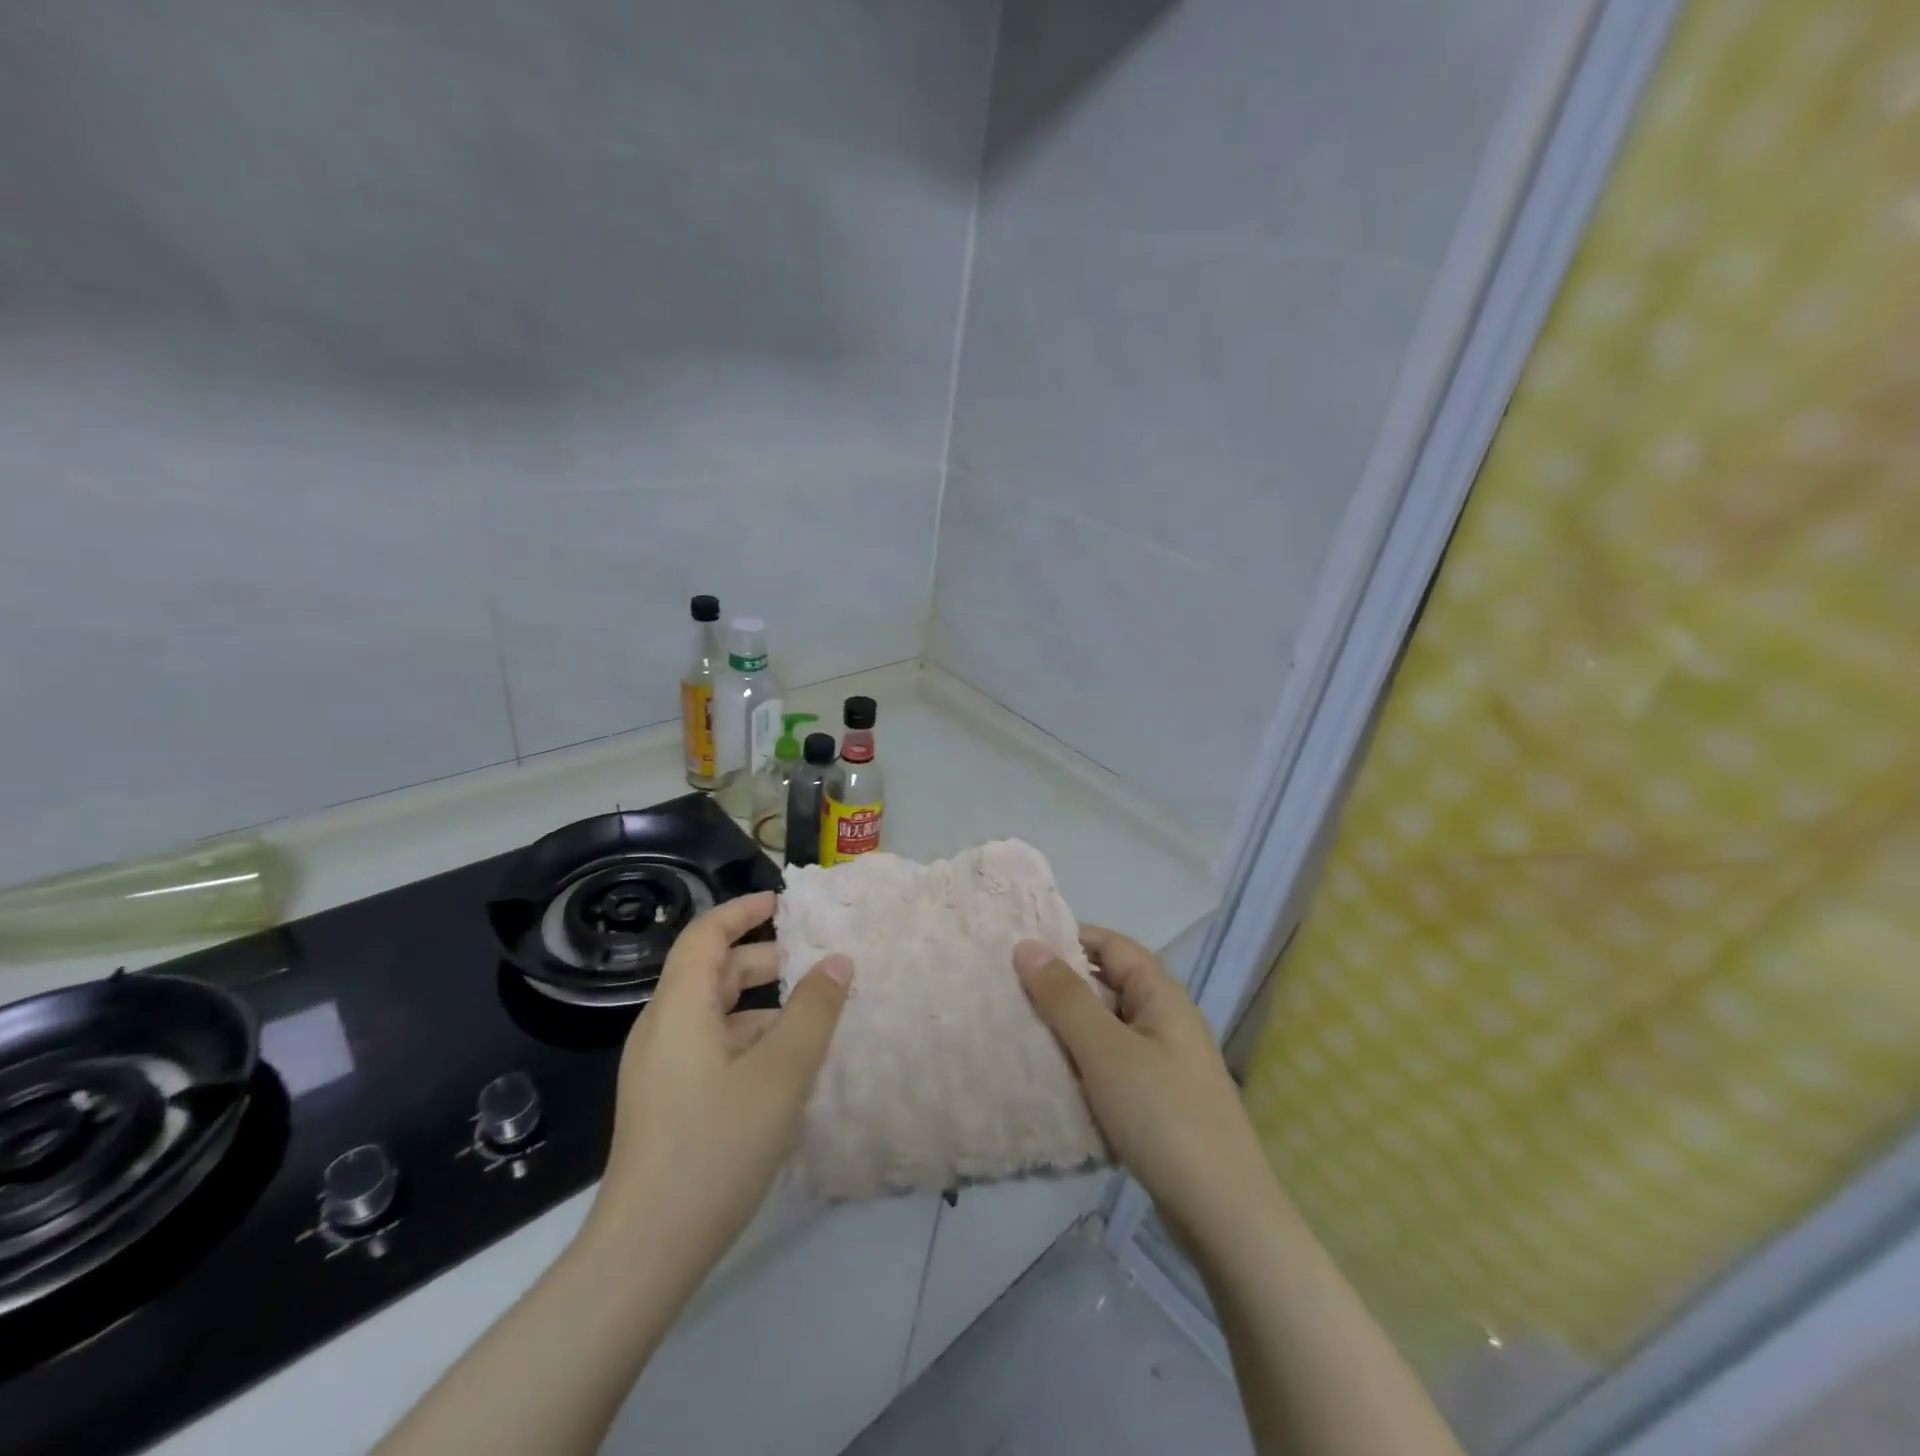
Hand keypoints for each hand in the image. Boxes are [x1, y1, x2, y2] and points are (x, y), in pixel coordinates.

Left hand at [587, 892, 851, 1290]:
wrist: (645, 1253)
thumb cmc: (716, 1147)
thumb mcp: (781, 1074)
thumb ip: (814, 1011)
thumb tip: (838, 961)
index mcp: (680, 1008)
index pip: (706, 934)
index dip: (743, 910)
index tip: (784, 902)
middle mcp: (662, 1029)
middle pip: (711, 971)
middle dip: (763, 959)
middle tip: (813, 963)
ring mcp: (660, 1069)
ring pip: (714, 1013)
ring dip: (760, 1005)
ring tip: (811, 1018)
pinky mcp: (666, 1102)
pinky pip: (710, 1047)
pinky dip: (748, 1040)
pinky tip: (784, 1069)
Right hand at [1013, 927, 1279, 1252]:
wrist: (1223, 1216)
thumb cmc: (1163, 1116)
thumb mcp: (1106, 1051)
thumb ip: (1065, 997)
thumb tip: (1027, 945)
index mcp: (1162, 996)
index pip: (1112, 945)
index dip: (1070, 938)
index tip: (1021, 946)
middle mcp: (1165, 1021)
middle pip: (1108, 985)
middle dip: (1061, 984)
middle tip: (1008, 988)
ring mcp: (1163, 1063)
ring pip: (1105, 1028)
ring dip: (1067, 1026)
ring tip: (1017, 1028)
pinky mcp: (1155, 1101)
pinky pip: (1110, 1065)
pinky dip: (1080, 1062)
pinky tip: (1049, 1076)